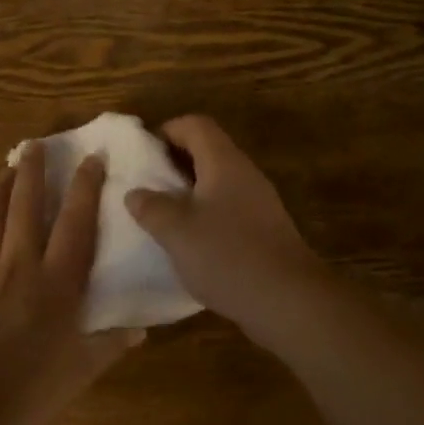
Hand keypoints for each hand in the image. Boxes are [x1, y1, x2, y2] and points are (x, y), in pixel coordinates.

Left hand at [0, 144, 140, 424]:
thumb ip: (110, 344)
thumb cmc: (30, 390)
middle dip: (31, 172)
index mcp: (56, 281)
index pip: (76, 222)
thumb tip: (140, 330)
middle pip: (25, 207)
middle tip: (33, 145)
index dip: (86, 187)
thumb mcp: (81, 371)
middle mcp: (20, 267)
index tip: (91, 156)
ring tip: (5, 172)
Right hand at [123, 115, 333, 349]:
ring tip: (162, 213)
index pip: (196, 125)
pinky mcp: (264, 228)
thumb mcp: (177, 232)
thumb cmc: (227, 256)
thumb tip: (135, 192)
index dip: (167, 130)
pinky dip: (206, 212)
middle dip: (175, 162)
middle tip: (146, 184)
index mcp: (224, 162)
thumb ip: (151, 207)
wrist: (288, 299)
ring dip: (189, 190)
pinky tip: (191, 241)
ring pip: (218, 180)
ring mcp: (259, 201)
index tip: (142, 152)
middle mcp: (244, 173)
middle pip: (208, 150)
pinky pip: (229, 206)